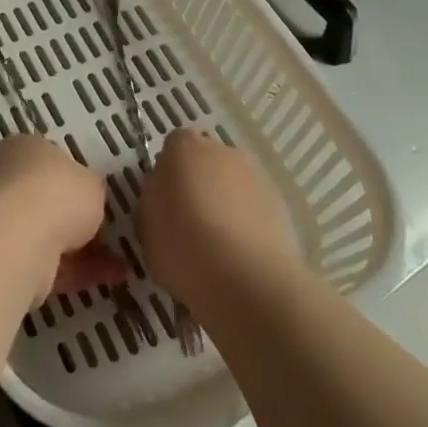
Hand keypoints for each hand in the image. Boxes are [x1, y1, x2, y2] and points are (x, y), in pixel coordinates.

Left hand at [0, 134, 128, 304]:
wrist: (17, 239)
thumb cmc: (56, 193)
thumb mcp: (92, 183)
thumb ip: (91, 190)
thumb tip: (87, 200)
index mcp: (21, 149)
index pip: (48, 161)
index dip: (74, 180)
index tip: (96, 199)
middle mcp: (4, 180)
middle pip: (45, 200)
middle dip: (75, 219)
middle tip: (107, 233)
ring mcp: (0, 222)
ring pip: (46, 234)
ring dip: (81, 250)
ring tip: (120, 264)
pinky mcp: (4, 260)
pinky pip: (47, 264)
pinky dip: (76, 272)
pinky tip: (109, 278)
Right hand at [137, 128, 303, 311]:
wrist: (247, 280)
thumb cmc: (184, 246)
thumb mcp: (146, 225)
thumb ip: (154, 199)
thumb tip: (166, 195)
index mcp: (184, 147)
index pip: (174, 146)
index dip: (169, 173)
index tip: (165, 203)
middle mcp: (223, 151)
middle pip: (206, 162)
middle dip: (199, 185)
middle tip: (190, 225)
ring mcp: (256, 176)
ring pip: (233, 185)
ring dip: (226, 204)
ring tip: (219, 247)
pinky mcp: (281, 205)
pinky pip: (254, 208)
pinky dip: (248, 223)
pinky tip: (241, 256)